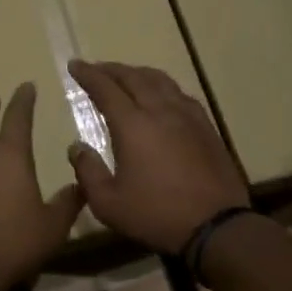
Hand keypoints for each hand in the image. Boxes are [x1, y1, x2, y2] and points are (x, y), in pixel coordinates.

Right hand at [65, 60, 248, 254]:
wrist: (216, 225)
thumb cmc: (156, 215)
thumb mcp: (108, 203)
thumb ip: (88, 172)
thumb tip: (76, 147)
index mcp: (133, 125)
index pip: (105, 89)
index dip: (88, 75)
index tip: (75, 65)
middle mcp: (160, 111)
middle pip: (133, 77)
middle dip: (112, 69)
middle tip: (96, 68)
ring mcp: (188, 116)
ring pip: (160, 81)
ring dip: (138, 73)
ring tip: (127, 76)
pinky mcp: (206, 127)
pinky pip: (180, 94)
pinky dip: (163, 86)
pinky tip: (162, 96)